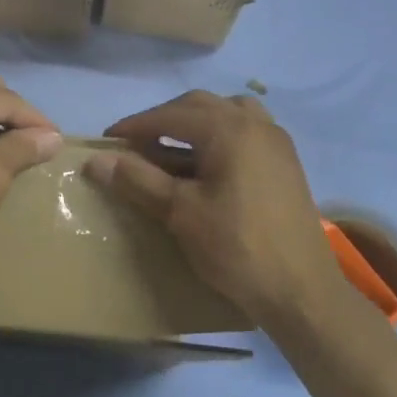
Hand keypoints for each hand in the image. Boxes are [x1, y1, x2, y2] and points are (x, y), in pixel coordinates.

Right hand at [87, 91, 349, 325]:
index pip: (170, 116)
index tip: (107, 141)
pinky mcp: (285, 163)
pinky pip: (246, 131)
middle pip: (199, 106)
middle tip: (135, 145)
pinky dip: (219, 136)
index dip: (135, 126)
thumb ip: (138, 179)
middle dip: (163, 120)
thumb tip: (95, 160)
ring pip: (227, 113)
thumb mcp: (180, 212)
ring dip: (195, 123)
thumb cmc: (236, 247)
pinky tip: (207, 165)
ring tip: (172, 149)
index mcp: (229, 129)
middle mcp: (255, 124)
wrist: (301, 291)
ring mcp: (276, 142)